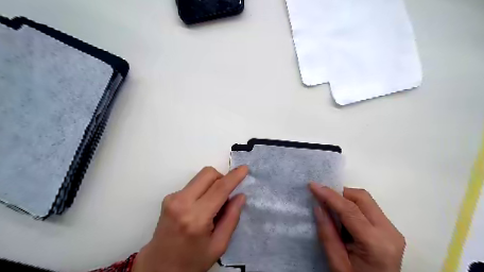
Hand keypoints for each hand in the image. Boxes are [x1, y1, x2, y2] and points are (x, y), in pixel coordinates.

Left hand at [134, 166, 248, 271]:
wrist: (159, 267)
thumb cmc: (192, 261)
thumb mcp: (219, 245)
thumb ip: (232, 218)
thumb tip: (240, 195)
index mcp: (196, 218)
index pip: (219, 189)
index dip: (234, 177)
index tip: (245, 168)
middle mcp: (181, 203)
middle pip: (208, 174)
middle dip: (222, 178)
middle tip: (226, 195)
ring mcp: (172, 198)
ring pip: (200, 176)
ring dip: (212, 184)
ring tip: (213, 205)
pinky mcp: (168, 197)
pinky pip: (193, 184)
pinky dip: (202, 190)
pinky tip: (201, 207)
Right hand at [307, 184, 404, 271]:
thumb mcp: (337, 263)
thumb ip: (327, 233)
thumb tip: (318, 206)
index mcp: (375, 243)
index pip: (349, 209)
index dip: (329, 195)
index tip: (313, 185)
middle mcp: (389, 232)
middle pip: (362, 198)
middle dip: (339, 193)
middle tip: (322, 199)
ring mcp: (393, 230)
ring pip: (366, 200)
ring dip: (346, 199)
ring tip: (332, 209)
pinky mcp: (390, 230)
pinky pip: (369, 208)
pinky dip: (353, 206)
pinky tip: (344, 217)